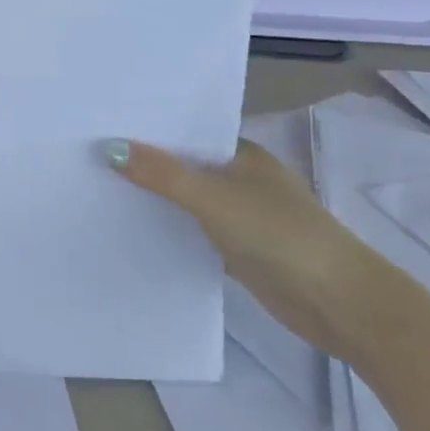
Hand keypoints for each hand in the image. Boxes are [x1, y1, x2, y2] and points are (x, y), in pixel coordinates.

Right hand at [106, 138, 382, 359]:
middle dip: (145, 164)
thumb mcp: (215, 198)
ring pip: (187, 200)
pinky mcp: (239, 250)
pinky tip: (134, 228)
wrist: (340, 303)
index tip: (101, 126)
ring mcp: (241, 216)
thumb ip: (163, 174)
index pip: (186, 134)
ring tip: (99, 187)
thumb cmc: (281, 235)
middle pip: (184, 166)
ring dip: (155, 198)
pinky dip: (170, 229)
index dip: (148, 131)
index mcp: (242, 154)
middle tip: (89, 156)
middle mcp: (241, 179)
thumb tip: (109, 148)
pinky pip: (193, 231)